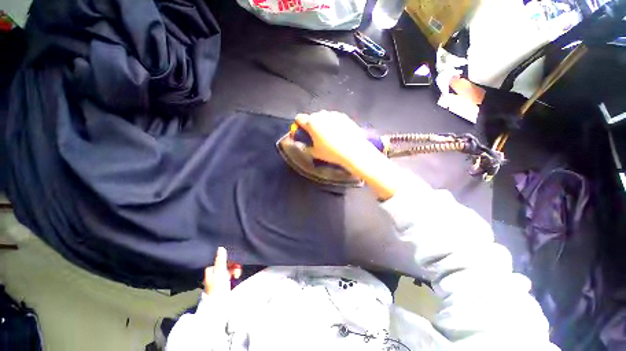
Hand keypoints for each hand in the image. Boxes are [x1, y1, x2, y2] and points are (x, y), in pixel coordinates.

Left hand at [204, 247, 241, 295]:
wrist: (219, 307)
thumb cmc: (218, 289)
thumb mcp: (220, 273)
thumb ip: (221, 260)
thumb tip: (221, 247)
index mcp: (210, 270)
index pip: (221, 259)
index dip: (229, 259)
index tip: (234, 262)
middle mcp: (214, 273)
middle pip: (226, 263)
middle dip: (233, 265)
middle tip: (237, 270)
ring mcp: (219, 279)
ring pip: (229, 268)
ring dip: (235, 269)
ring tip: (237, 275)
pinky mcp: (224, 284)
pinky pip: (231, 274)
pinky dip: (235, 274)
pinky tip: (237, 277)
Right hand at [294, 111, 379, 168]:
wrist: (353, 150)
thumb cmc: (331, 152)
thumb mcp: (315, 153)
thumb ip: (304, 147)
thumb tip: (299, 144)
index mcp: (311, 123)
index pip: (299, 118)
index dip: (299, 125)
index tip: (303, 132)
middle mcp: (321, 114)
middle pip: (312, 117)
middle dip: (312, 124)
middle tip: (317, 136)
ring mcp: (333, 114)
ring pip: (323, 116)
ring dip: (323, 123)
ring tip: (329, 134)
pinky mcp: (344, 116)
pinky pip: (334, 118)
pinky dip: (333, 123)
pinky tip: (339, 133)